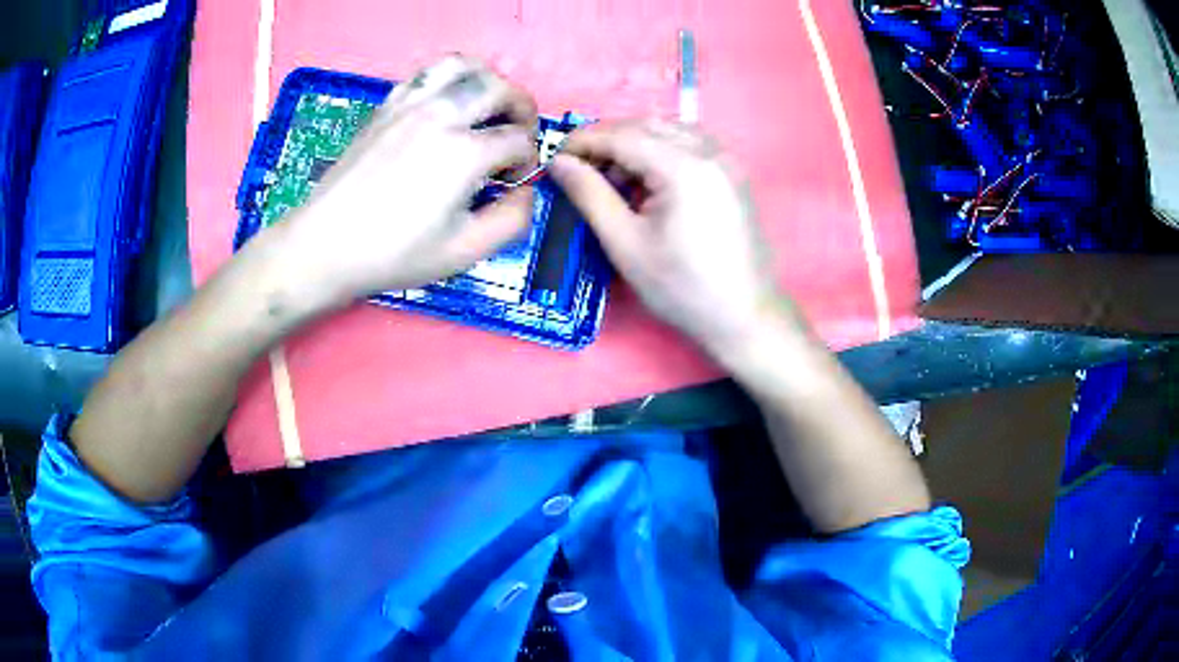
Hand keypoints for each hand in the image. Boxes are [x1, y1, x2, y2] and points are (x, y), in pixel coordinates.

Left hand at [280, 55, 538, 307]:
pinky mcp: (387, 106)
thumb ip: (512, 219)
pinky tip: (446, 105)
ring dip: (487, 81)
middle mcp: (442, 116)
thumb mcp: (464, 252)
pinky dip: (448, 80)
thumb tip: (526, 191)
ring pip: (464, 66)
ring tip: (486, 107)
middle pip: (500, 87)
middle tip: (516, 135)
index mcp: (465, 153)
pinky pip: (427, 74)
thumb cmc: (394, 254)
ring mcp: (410, 105)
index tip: (513, 182)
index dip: (528, 160)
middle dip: (522, 109)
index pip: (519, 139)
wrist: (326, 245)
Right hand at [550, 119, 798, 356]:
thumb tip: (559, 163)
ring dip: (634, 144)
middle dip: (607, 141)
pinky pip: (689, 144)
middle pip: (646, 125)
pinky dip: (660, 152)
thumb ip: (590, 195)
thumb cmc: (682, 289)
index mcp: (685, 167)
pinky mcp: (732, 173)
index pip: (622, 135)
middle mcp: (710, 151)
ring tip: (612, 181)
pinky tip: (647, 183)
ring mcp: (726, 160)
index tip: (554, 159)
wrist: (745, 316)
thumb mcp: (626, 244)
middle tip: (580, 172)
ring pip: (668, 130)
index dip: (583, 141)